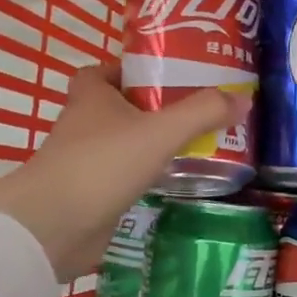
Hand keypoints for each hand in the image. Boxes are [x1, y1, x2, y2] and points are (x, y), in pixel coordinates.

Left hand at [0, 66, 248, 279]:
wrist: (53, 227)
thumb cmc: (101, 165)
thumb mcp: (160, 132)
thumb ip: (202, 113)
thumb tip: (243, 99)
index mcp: (92, 97)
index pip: (106, 70)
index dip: (132, 69)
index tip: (167, 75)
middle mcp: (84, 124)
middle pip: (119, 106)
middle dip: (152, 107)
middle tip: (195, 109)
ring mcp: (85, 161)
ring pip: (123, 143)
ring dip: (150, 143)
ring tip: (195, 143)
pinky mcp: (91, 193)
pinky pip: (123, 176)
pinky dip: (145, 175)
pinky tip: (175, 179)